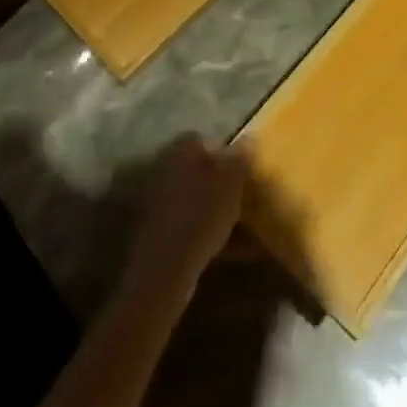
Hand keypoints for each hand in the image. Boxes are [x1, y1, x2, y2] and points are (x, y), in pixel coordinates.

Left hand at [121, 135, 249, 301]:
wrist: (165, 268)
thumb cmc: (201, 213)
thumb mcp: (231, 181)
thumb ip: (241, 157)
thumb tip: (248, 138)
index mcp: (181, 148)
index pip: (207, 139)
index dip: (229, 153)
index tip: (247, 170)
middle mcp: (165, 167)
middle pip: (200, 170)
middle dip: (223, 182)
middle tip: (247, 198)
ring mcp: (158, 201)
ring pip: (196, 198)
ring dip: (216, 209)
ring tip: (245, 227)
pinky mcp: (157, 231)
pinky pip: (190, 224)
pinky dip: (208, 232)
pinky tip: (231, 249)